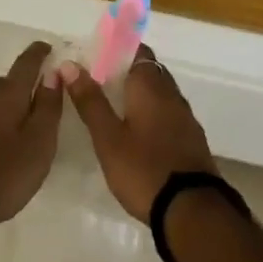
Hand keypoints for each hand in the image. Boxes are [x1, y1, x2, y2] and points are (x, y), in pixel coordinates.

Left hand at [0, 42, 64, 221]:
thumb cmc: (7, 169)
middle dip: (26, 81)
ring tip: (26, 118)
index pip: (26, 62)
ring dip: (11, 102)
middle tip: (44, 92)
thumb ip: (48, 106)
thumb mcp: (40, 141)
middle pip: (9, 81)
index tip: (50, 48)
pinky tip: (4, 137)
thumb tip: (54, 73)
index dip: (39, 53)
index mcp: (9, 93)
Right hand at [59, 46, 216, 221]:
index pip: (137, 50)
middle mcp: (171, 94)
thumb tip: (70, 64)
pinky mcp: (192, 140)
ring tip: (114, 106)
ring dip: (140, 93)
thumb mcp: (108, 138)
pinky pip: (169, 113)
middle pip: (149, 70)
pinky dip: (153, 113)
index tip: (96, 56)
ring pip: (160, 92)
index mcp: (150, 85)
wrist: (193, 212)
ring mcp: (185, 118)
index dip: (117, 49)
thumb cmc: (144, 169)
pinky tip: (138, 132)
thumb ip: (90, 101)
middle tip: (99, 82)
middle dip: (126, 70)